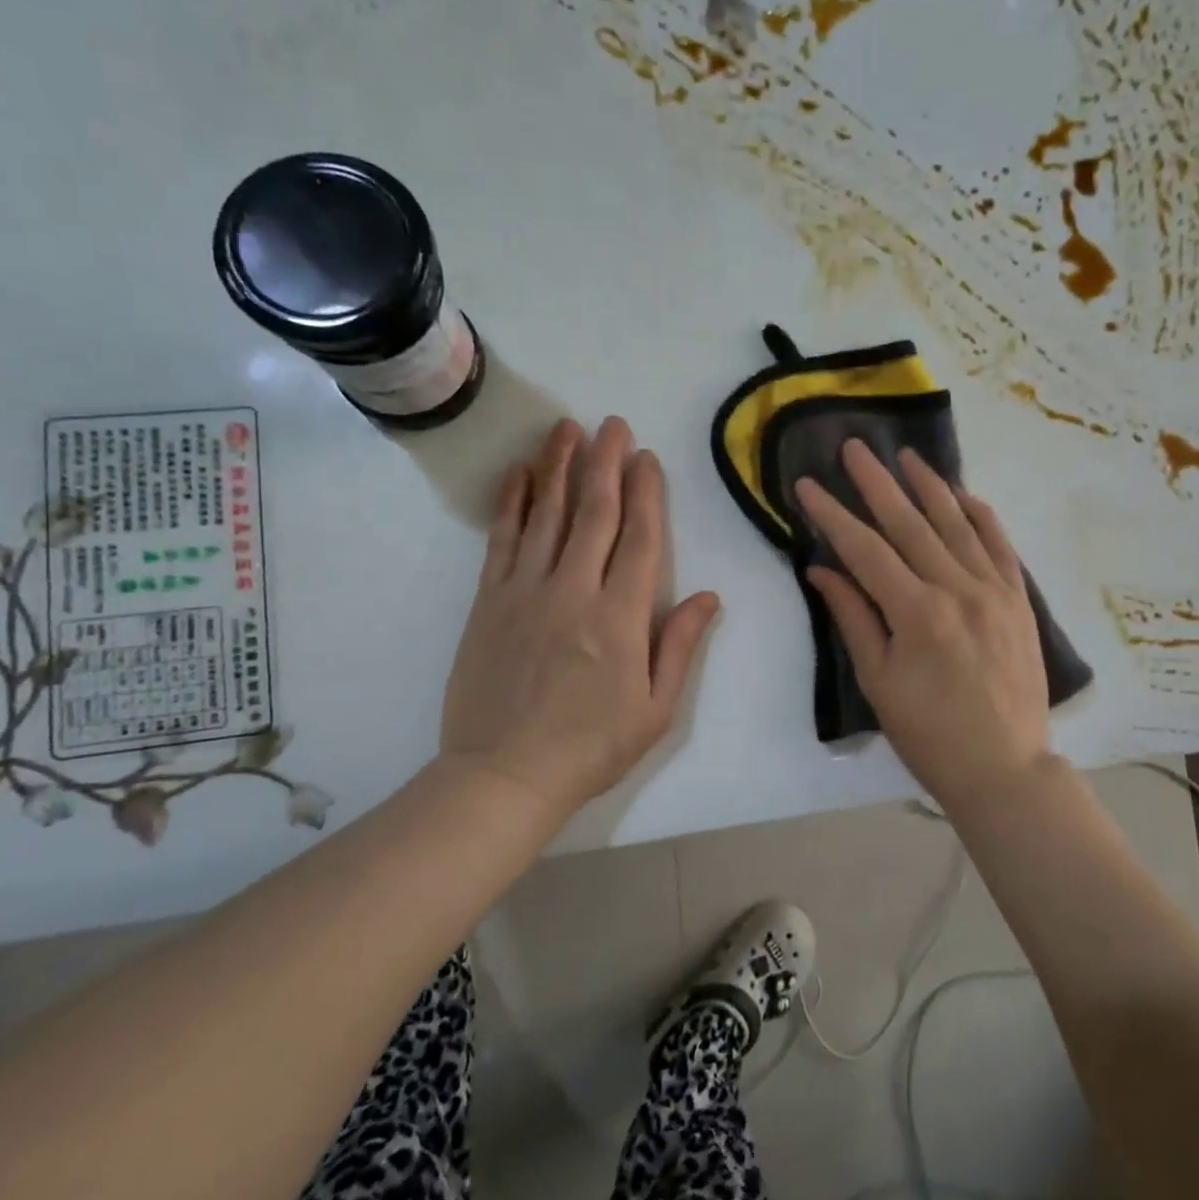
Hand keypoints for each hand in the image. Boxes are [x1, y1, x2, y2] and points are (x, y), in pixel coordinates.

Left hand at [441, 417, 720, 812]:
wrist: (504, 775)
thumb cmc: (591, 747)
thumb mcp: (656, 709)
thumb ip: (680, 646)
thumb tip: (709, 597)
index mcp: (621, 617)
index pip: (641, 538)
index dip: (647, 493)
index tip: (647, 457)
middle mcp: (574, 590)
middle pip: (594, 512)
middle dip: (605, 462)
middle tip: (612, 424)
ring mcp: (526, 591)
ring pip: (547, 514)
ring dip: (558, 467)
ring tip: (567, 428)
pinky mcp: (490, 601)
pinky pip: (502, 540)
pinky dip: (512, 503)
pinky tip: (520, 474)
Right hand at [796, 441, 1055, 807]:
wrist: (1005, 768)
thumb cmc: (929, 734)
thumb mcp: (879, 681)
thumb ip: (854, 618)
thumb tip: (822, 571)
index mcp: (917, 612)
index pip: (865, 549)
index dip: (832, 515)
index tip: (807, 485)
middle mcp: (958, 589)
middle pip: (910, 524)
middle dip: (877, 483)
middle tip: (854, 447)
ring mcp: (995, 592)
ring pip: (957, 525)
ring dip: (930, 486)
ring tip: (907, 455)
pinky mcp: (1019, 601)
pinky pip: (1001, 546)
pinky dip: (981, 517)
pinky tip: (965, 494)